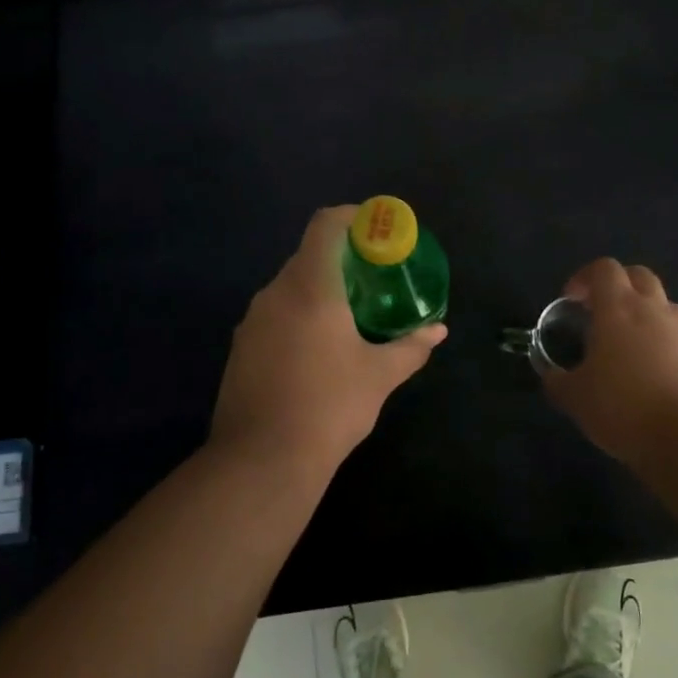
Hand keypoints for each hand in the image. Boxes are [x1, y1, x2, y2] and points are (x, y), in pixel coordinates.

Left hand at [210, 206, 446, 479]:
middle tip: (373, 280)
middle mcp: (275, 293)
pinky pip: (275, 315)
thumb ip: (411, 347)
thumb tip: (437, 330)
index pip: (326, 225)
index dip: (352, 217)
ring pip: (290, 288)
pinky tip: (317, 351)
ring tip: (349, 318)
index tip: (376, 230)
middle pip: (308, 256)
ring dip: (319, 291)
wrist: (261, 461)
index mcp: (310, 287)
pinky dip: (298, 316)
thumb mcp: (380, 376)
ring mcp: (252, 320)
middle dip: (341, 260)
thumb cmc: (329, 407)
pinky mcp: (240, 347)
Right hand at [541, 258, 677, 461]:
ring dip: (651, 316)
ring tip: (635, 345)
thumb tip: (551, 376)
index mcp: (618, 309)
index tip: (572, 301)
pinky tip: (672, 370)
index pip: (604, 269)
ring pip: (669, 307)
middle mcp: (655, 311)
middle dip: (621, 286)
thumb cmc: (621, 408)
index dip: (585, 277)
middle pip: (641, 276)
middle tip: (603, 312)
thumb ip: (558, 381)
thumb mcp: (574, 398)